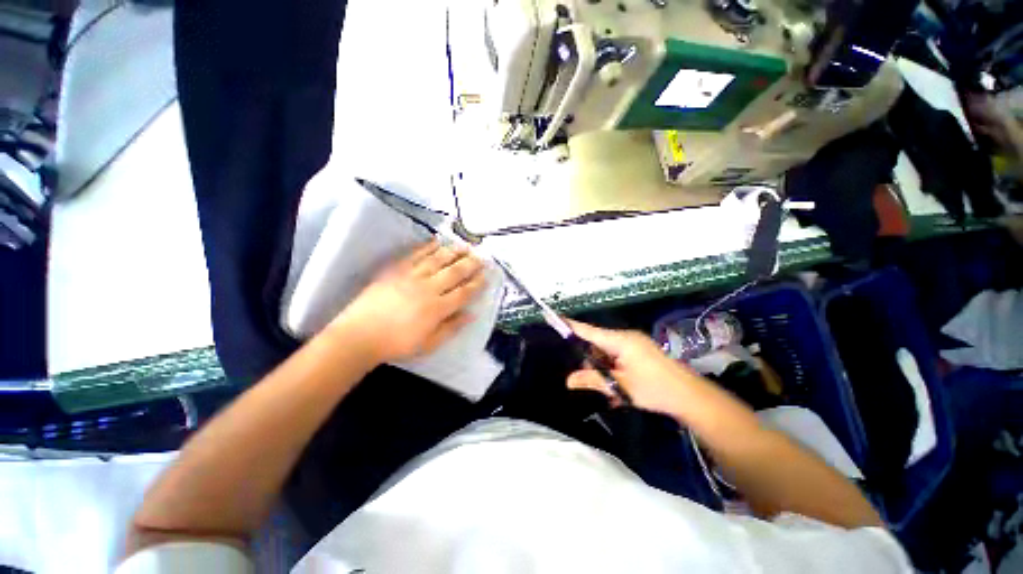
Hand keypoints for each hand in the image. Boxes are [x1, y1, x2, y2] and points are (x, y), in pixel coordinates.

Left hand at [332, 240, 486, 364]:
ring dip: (454, 251)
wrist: (359, 335)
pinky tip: (437, 241)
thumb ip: (451, 328)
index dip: (477, 283)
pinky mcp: (396, 269)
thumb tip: (471, 314)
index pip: (464, 292)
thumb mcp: (429, 344)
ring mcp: (411, 276)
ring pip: (438, 259)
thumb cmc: (397, 344)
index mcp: (437, 308)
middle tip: (482, 257)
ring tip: (466, 245)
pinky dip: (428, 246)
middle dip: (471, 264)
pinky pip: (415, 254)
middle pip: (455, 272)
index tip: (486, 276)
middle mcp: (428, 288)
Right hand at [566, 321, 701, 417]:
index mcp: (620, 340)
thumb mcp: (620, 386)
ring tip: (606, 386)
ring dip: (603, 367)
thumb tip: (568, 380)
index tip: (554, 318)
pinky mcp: (640, 352)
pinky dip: (613, 369)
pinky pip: (618, 356)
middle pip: (597, 342)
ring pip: (608, 351)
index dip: (571, 326)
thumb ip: (593, 380)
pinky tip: (616, 386)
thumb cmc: (654, 388)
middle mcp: (626, 337)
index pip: (589, 330)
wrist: (690, 397)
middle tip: (583, 375)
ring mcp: (635, 344)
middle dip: (589, 358)